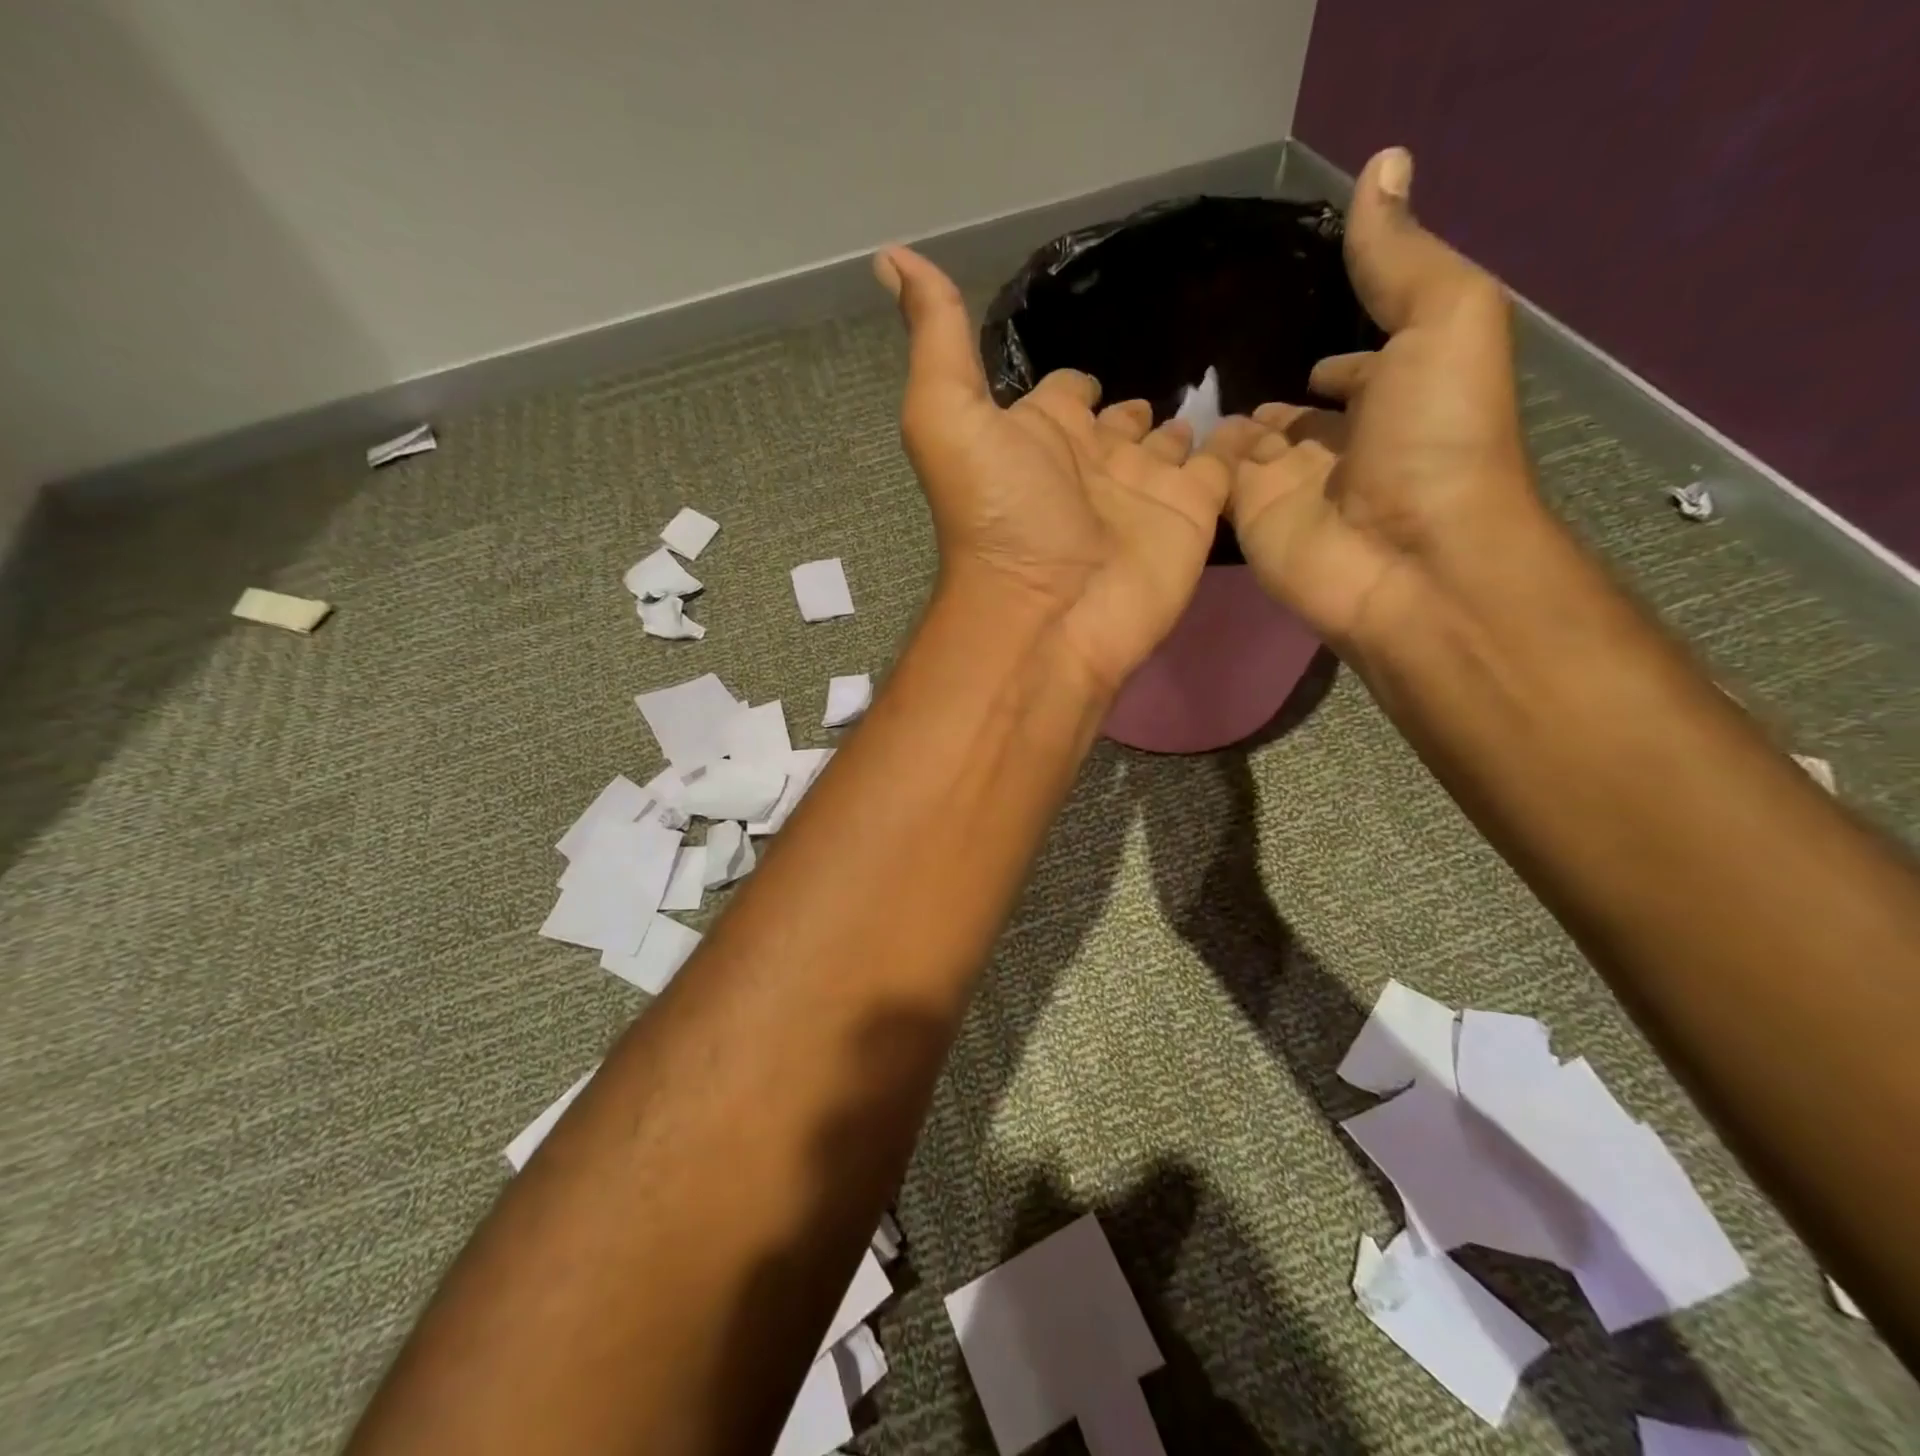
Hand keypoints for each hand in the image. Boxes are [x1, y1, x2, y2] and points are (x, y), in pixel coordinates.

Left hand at [877, 247, 1230, 693]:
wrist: (1050, 610)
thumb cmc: (998, 513)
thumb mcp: (947, 415)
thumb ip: (937, 337)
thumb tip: (893, 256)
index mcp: (1040, 434)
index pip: (1062, 395)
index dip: (1072, 382)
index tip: (1088, 366)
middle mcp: (1093, 460)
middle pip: (1119, 421)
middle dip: (1134, 402)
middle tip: (1175, 368)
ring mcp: (1146, 488)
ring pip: (1173, 441)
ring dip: (1190, 420)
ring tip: (1223, 382)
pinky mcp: (1193, 513)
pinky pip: (1226, 466)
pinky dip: (1243, 442)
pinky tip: (1263, 415)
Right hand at [1221, 147, 1540, 647]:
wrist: (1405, 559)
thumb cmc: (1437, 438)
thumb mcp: (1446, 320)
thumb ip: (1400, 259)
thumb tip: (1381, 165)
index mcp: (1398, 395)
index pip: (1358, 370)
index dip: (1339, 353)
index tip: (1301, 329)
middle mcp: (1341, 443)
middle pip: (1296, 412)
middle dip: (1268, 393)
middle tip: (1217, 366)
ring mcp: (1289, 486)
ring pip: (1249, 448)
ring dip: (1223, 427)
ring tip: (1176, 394)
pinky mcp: (1247, 519)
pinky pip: (1215, 483)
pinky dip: (1193, 463)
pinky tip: (1161, 435)